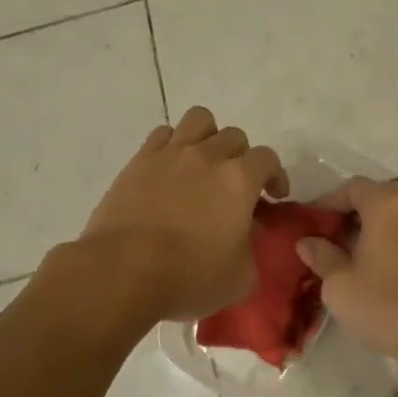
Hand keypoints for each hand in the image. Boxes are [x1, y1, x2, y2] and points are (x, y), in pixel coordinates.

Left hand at [80, 108, 286, 322]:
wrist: (122, 271)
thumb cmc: (189, 277)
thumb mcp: (240, 276)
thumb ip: (252, 247)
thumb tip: (249, 229)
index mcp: (239, 180)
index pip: (267, 159)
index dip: (275, 175)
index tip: (273, 197)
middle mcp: (207, 156)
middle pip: (234, 136)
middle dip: (242, 158)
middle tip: (235, 186)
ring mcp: (170, 154)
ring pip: (199, 119)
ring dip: (208, 137)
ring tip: (203, 164)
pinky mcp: (138, 161)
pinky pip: (162, 134)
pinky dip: (172, 145)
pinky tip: (170, 170)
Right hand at [295, 176, 397, 373]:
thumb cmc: (388, 306)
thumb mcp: (340, 286)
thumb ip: (323, 257)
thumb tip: (308, 241)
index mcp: (387, 204)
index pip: (354, 187)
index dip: (331, 200)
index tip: (315, 220)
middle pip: (388, 192)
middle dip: (365, 208)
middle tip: (346, 235)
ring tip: (384, 240)